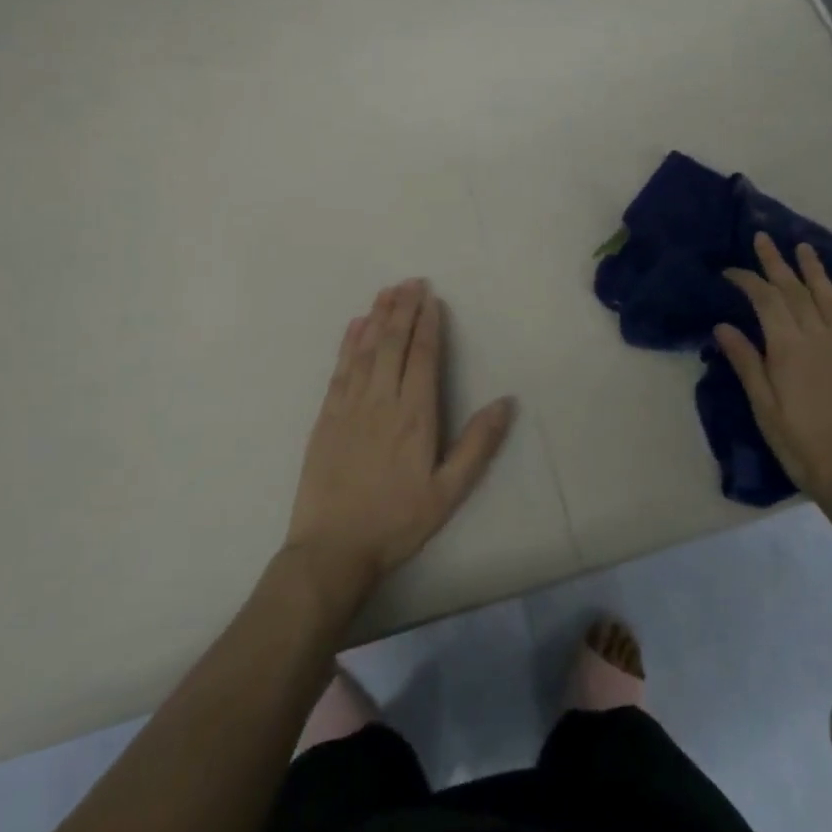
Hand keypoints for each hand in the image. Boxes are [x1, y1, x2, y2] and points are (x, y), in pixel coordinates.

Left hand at [284, 279, 514, 601]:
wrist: (332, 549)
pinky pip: (339, 369)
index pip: (423, 357)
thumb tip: (506, 401)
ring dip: (377, 317)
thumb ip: (477, 445)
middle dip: (403, 309)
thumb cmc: (397, 522)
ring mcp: (349, 406)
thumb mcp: (448, 492)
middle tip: (411, 281)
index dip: (428, 324)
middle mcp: (381, 401)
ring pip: (365, 350)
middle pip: (393, 344)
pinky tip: (355, 326)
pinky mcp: (325, 417)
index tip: (431, 298)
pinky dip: (348, 343)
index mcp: (415, 416)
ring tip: (387, 291)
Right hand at [714, 233, 831, 528]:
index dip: (747, 280)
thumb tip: (723, 326)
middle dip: (777, 263)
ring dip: (815, 271)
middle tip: (764, 238)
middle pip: (795, 291)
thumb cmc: (804, 447)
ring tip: (804, 247)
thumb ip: (746, 363)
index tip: (730, 270)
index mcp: (788, 348)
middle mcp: (819, 338)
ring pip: (830, 299)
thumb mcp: (765, 409)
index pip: (764, 300)